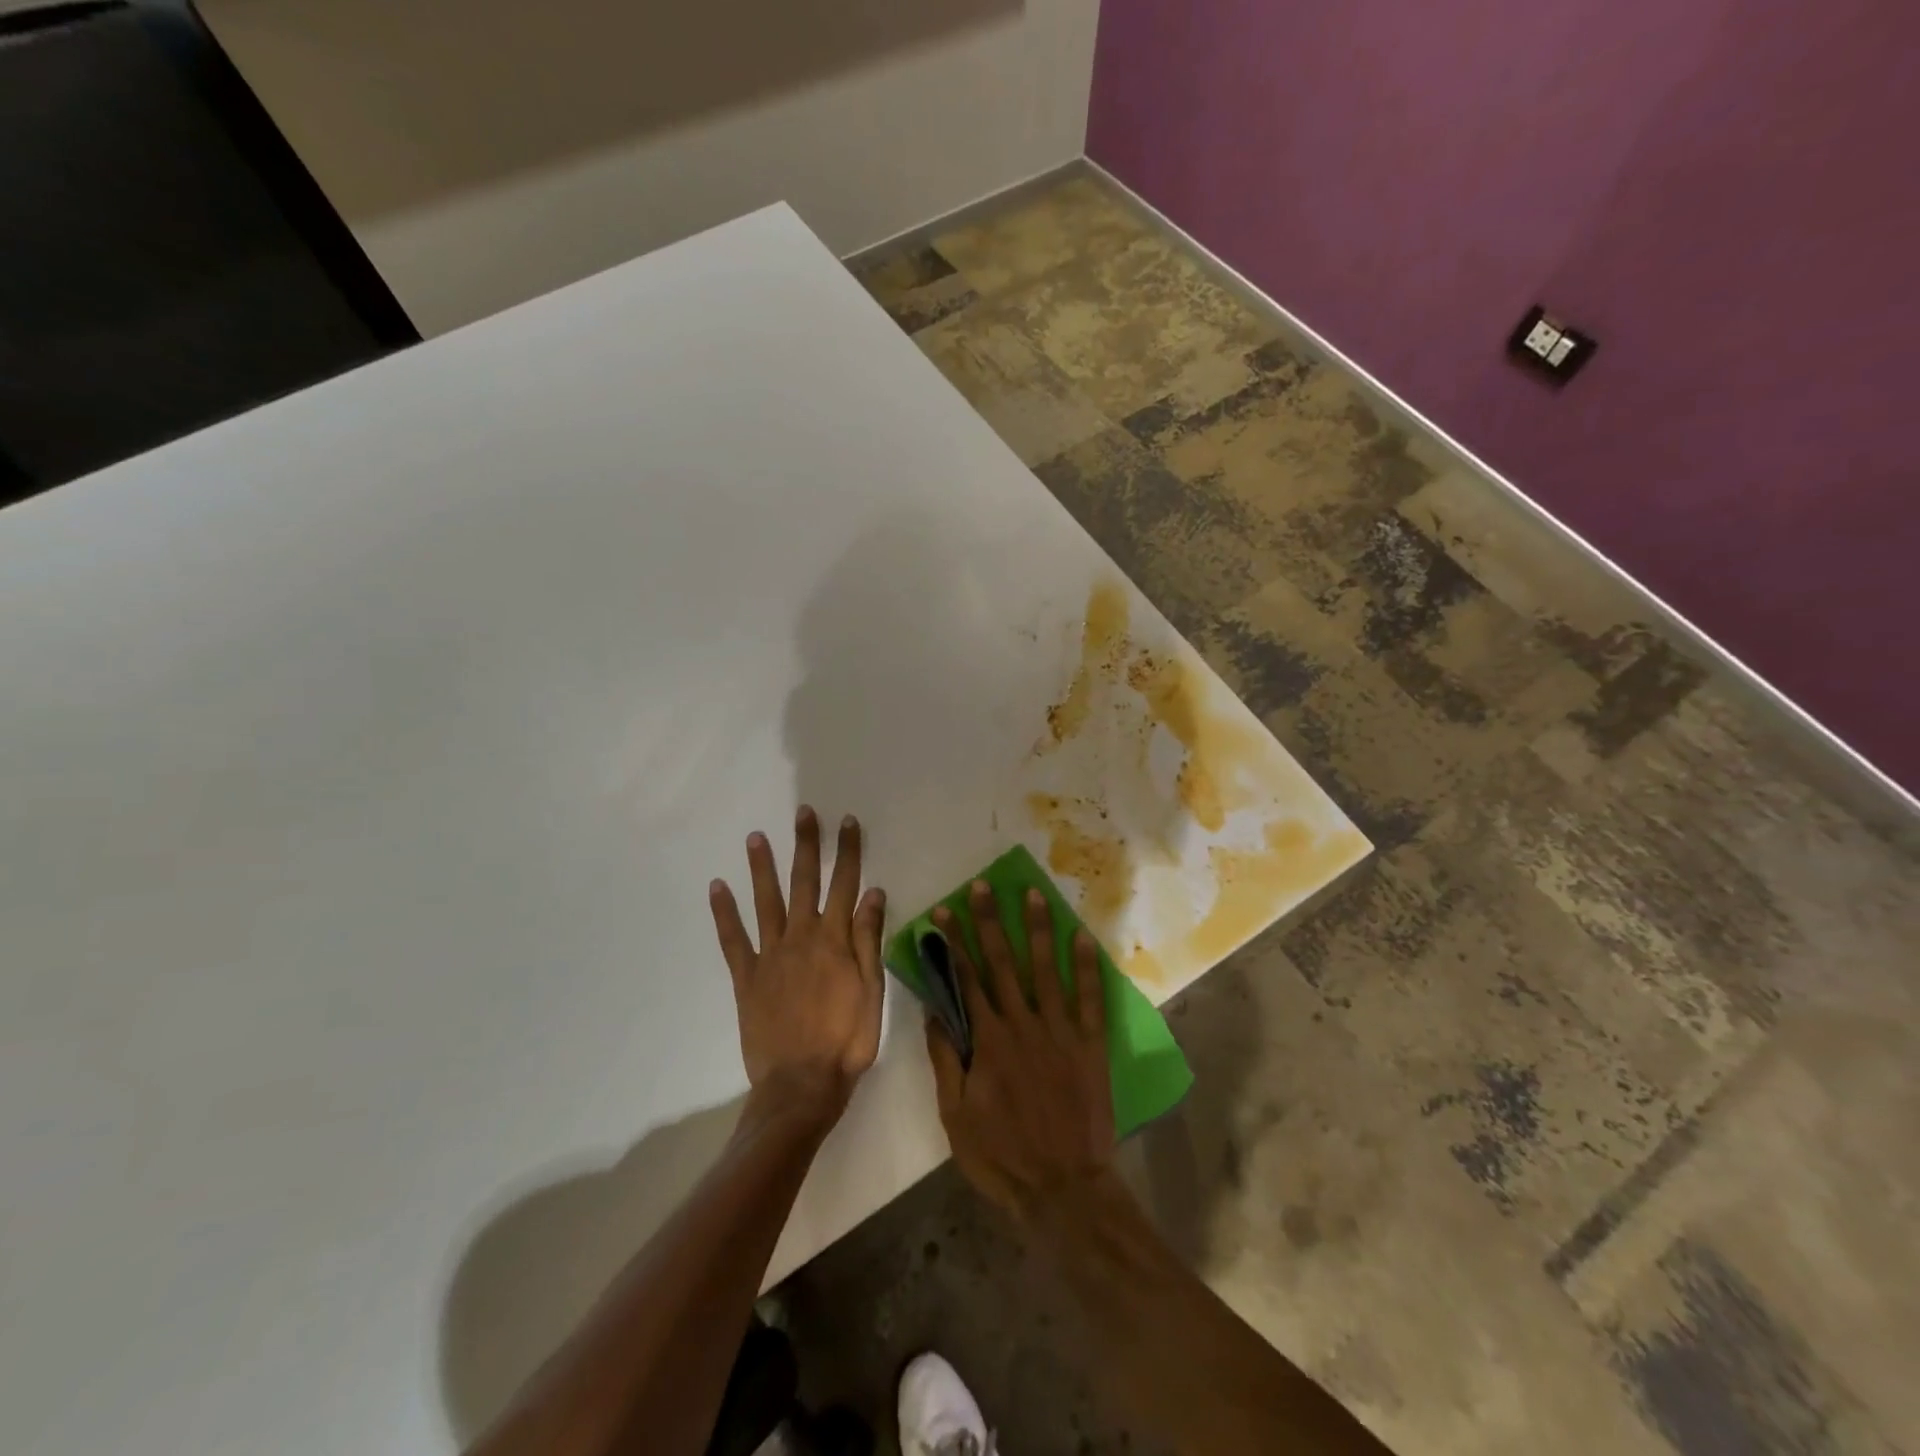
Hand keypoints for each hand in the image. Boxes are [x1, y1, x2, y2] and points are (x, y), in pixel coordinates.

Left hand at [709, 807, 885, 1118]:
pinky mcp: (746, 977)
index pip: (845, 884)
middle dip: (806, 845)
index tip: (848, 822)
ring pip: (766, 901)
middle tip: (803, 813)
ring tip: (755, 837)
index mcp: (835, 941)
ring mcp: (770, 955)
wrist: (801, 1085)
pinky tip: (717, 887)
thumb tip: (873, 893)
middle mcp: (801, 938)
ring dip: (762, 867)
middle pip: (805, 882)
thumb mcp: (873, 991)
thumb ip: (869, 940)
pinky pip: (733, 939)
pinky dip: (724, 912)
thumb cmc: (846, 1041)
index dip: (847, 852)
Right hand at [924, 881, 1114, 1220]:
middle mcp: (1023, 1024)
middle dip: (990, 921)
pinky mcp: (1090, 1045)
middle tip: (983, 887)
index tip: (944, 911)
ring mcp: (1060, 1031)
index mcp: (988, 1040)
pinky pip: (1090, 998)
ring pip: (1047, 969)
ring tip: (1033, 894)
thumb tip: (935, 1010)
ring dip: (1038, 929)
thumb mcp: (955, 1115)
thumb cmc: (1002, 1156)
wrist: (1063, 1189)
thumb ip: (946, 1059)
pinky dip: (1088, 967)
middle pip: (1003, 962)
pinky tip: (1083, 937)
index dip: (955, 942)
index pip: (966, 978)